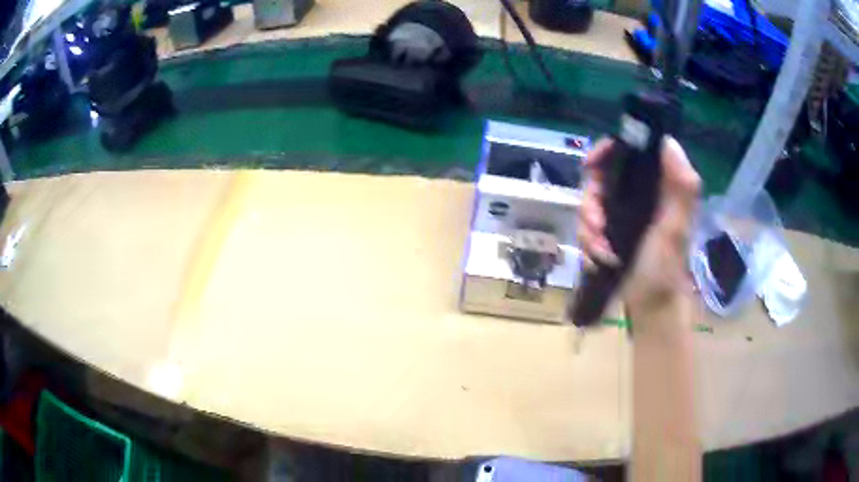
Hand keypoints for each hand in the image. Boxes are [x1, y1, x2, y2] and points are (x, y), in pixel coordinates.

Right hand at [578, 137, 700, 312]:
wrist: (651, 308)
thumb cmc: (665, 269)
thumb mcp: (675, 229)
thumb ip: (680, 188)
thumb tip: (668, 141)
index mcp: (657, 186)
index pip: (628, 152)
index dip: (606, 152)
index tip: (590, 166)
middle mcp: (638, 195)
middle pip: (601, 179)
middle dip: (592, 203)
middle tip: (597, 226)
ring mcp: (622, 215)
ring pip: (590, 205)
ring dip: (589, 229)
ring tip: (600, 252)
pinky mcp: (610, 233)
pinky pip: (587, 228)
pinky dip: (589, 243)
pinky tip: (597, 260)